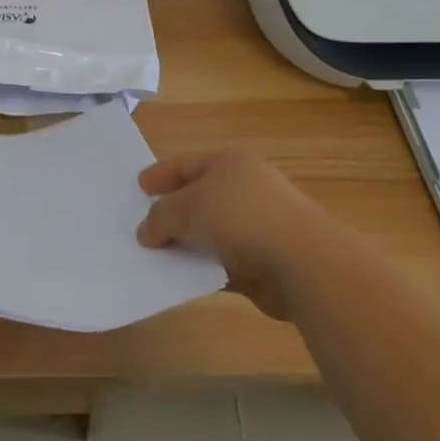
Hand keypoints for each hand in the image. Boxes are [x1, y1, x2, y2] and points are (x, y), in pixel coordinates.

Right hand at [137, 149, 334, 319]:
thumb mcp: (191, 207)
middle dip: (171, 211)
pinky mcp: (261, 262)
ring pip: (209, 232)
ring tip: (155, 257)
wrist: (301, 261)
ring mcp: (254, 225)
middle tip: (141, 225)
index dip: (161, 174)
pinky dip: (203, 268)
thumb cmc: (242, 216)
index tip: (138, 188)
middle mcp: (241, 188)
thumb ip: (163, 216)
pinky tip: (182, 279)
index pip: (186, 163)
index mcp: (227, 162)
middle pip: (197, 196)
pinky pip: (221, 262)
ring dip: (186, 244)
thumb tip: (144, 231)